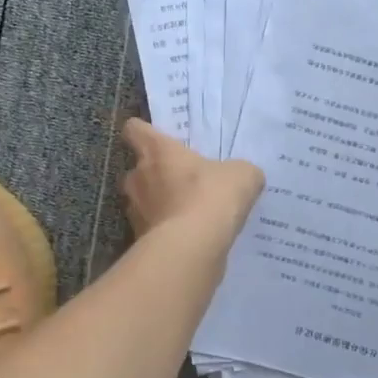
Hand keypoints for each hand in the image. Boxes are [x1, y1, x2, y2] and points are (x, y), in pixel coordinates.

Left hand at [119, 119, 264, 239]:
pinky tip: (188, 239)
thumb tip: (241, 176)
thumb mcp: (242, 175)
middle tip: (180, 182)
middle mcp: (138, 178)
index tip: (155, 139)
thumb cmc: (212, 196)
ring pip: (141, 202)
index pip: (135, 130)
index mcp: (158, 152)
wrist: (192, 247)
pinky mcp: (140, 240)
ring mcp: (135, 211)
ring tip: (185, 214)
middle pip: (136, 170)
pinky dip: (164, 232)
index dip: (142, 132)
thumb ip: (238, 171)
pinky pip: (151, 230)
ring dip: (158, 205)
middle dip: (154, 175)